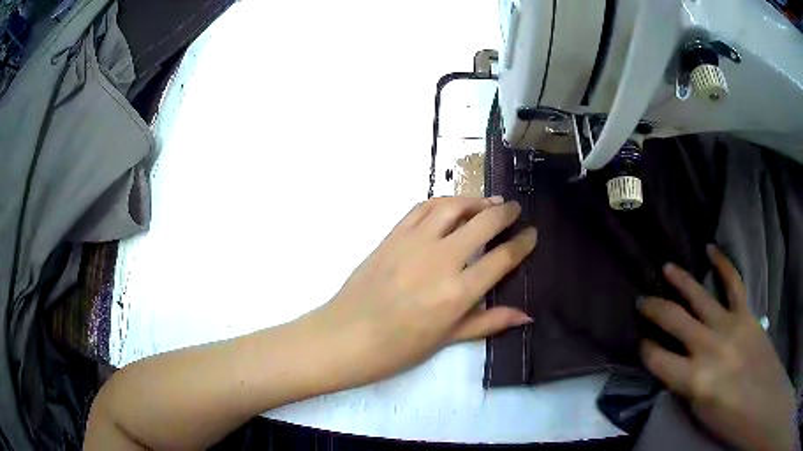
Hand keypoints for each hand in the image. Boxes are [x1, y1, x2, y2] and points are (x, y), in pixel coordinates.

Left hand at [305, 196, 536, 387]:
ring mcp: (414, 243)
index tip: (532, 234)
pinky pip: (421, 208)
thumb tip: (527, 315)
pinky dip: (442, 202)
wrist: (346, 336)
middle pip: (484, 222)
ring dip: (475, 200)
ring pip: (453, 206)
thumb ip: (489, 321)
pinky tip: (451, 206)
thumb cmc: (398, 348)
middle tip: (515, 209)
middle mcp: (441, 259)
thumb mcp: (448, 338)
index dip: (522, 243)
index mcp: (458, 292)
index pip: (502, 257)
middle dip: (505, 212)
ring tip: (489, 203)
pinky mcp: (392, 235)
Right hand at [639, 245, 797, 450]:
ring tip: (667, 268)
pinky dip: (722, 263)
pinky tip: (710, 248)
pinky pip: (733, 282)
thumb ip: (685, 384)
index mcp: (694, 378)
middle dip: (653, 309)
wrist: (762, 400)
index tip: (640, 342)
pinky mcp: (746, 313)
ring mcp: (729, 325)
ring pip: (699, 296)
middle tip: (641, 301)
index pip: (657, 358)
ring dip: (680, 280)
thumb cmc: (727, 418)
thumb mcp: (697, 411)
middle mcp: (709, 346)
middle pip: (674, 319)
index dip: (644, 348)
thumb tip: (674, 365)